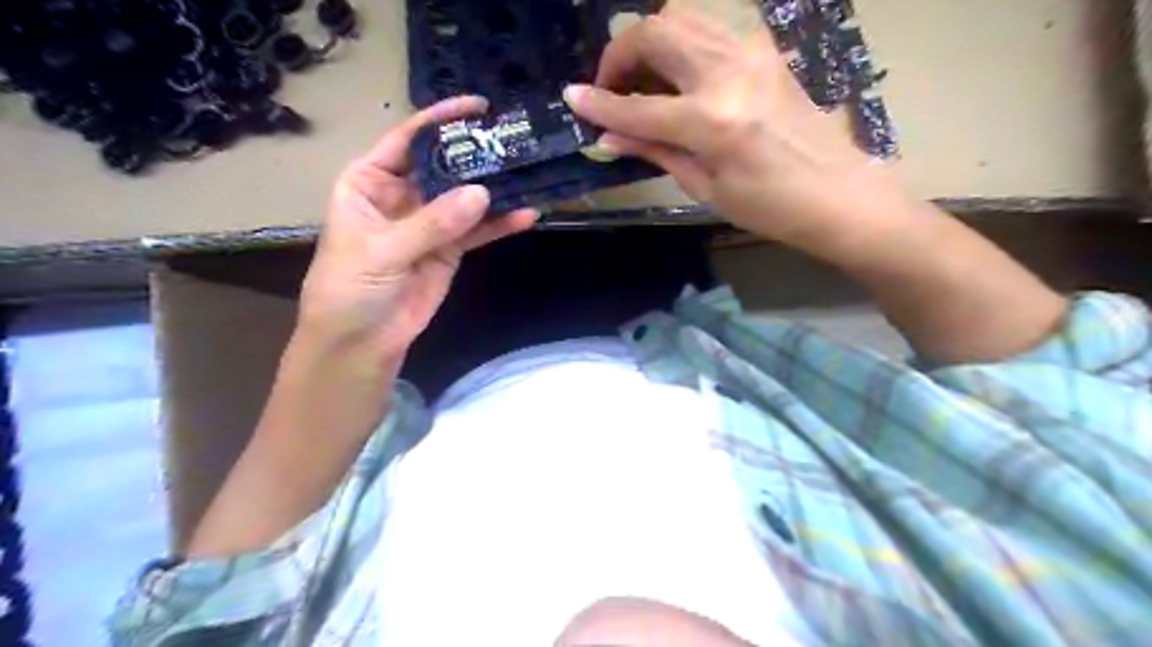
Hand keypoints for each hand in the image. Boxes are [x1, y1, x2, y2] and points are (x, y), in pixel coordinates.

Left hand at [298, 96, 538, 362]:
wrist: (361, 342)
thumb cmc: (350, 288)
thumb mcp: (382, 251)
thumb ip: (431, 223)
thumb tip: (482, 194)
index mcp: (370, 181)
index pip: (408, 140)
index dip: (440, 120)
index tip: (479, 107)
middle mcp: (402, 195)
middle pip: (444, 165)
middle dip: (476, 153)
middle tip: (515, 140)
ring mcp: (430, 222)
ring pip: (466, 197)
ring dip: (496, 188)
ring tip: (529, 173)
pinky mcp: (451, 248)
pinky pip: (479, 231)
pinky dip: (501, 224)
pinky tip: (527, 215)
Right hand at [566, 8, 907, 253]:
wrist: (838, 193)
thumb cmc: (770, 207)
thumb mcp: (706, 187)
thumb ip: (655, 150)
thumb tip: (607, 137)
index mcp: (711, 122)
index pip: (637, 106)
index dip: (599, 103)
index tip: (571, 99)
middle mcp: (728, 73)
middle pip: (655, 33)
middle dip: (620, 55)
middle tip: (612, 90)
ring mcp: (750, 53)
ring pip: (681, 17)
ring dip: (650, 42)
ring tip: (642, 82)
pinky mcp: (765, 49)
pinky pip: (709, 27)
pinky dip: (681, 41)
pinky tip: (678, 76)